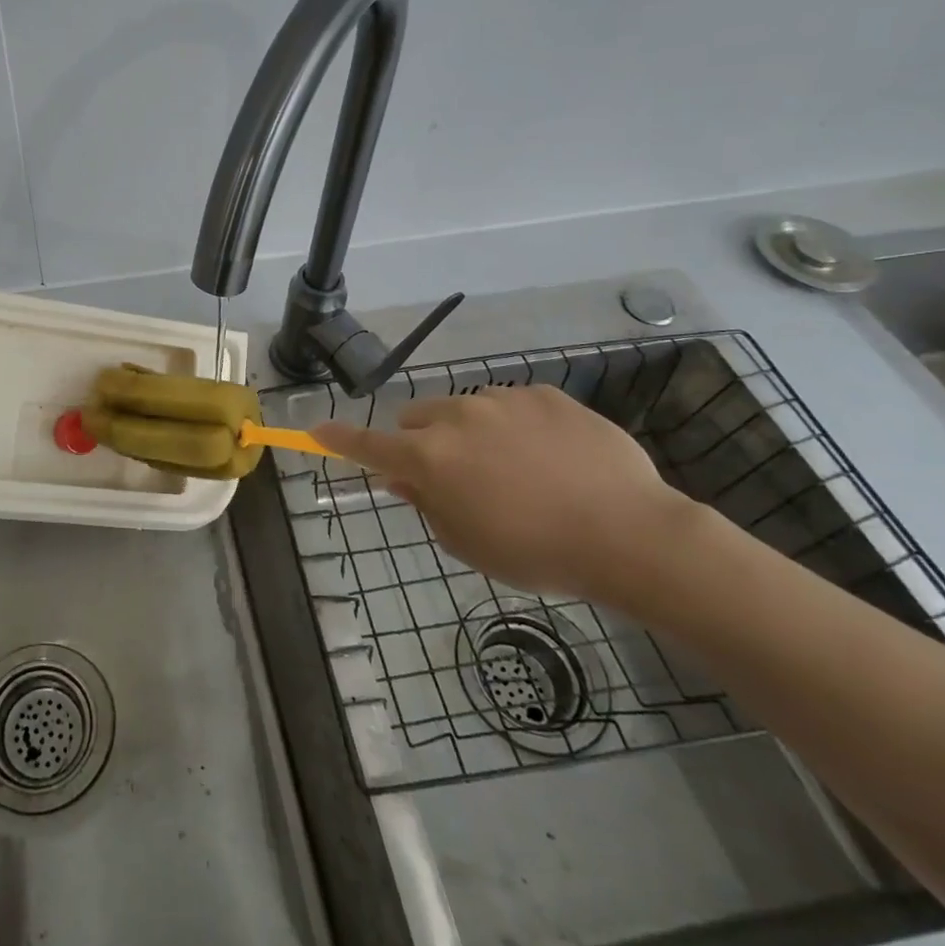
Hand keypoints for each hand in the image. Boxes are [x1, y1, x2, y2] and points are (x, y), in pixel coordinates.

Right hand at [315, 385, 695, 602]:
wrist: (628, 534)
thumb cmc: (536, 551)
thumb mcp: (468, 543)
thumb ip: (426, 505)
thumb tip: (403, 478)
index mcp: (430, 458)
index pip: (368, 444)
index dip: (339, 439)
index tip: (316, 431)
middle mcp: (456, 417)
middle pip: (416, 418)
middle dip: (422, 441)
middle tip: (454, 475)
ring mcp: (502, 400)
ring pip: (464, 409)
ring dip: (470, 433)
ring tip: (516, 470)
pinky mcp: (543, 394)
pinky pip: (512, 405)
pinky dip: (515, 426)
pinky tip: (552, 458)